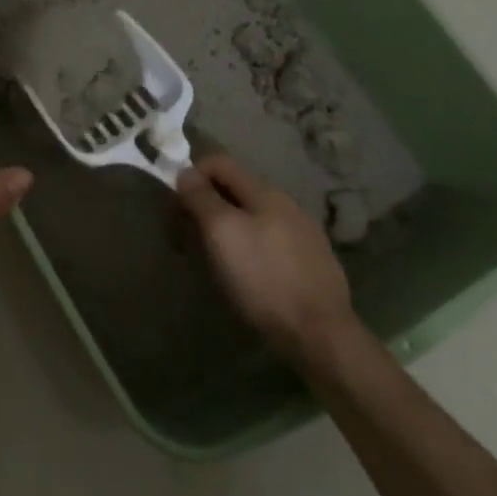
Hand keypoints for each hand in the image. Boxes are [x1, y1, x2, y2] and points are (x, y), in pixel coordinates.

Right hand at [177, 154, 357, 363]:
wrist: (320, 333)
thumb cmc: (262, 277)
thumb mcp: (222, 232)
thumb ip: (201, 197)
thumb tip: (185, 172)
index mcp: (264, 191)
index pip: (219, 162)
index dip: (192, 176)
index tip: (177, 208)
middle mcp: (286, 204)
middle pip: (235, 189)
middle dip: (207, 205)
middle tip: (189, 236)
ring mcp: (303, 233)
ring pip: (253, 216)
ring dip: (227, 227)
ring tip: (214, 257)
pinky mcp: (312, 261)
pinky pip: (270, 240)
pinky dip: (249, 246)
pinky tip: (247, 273)